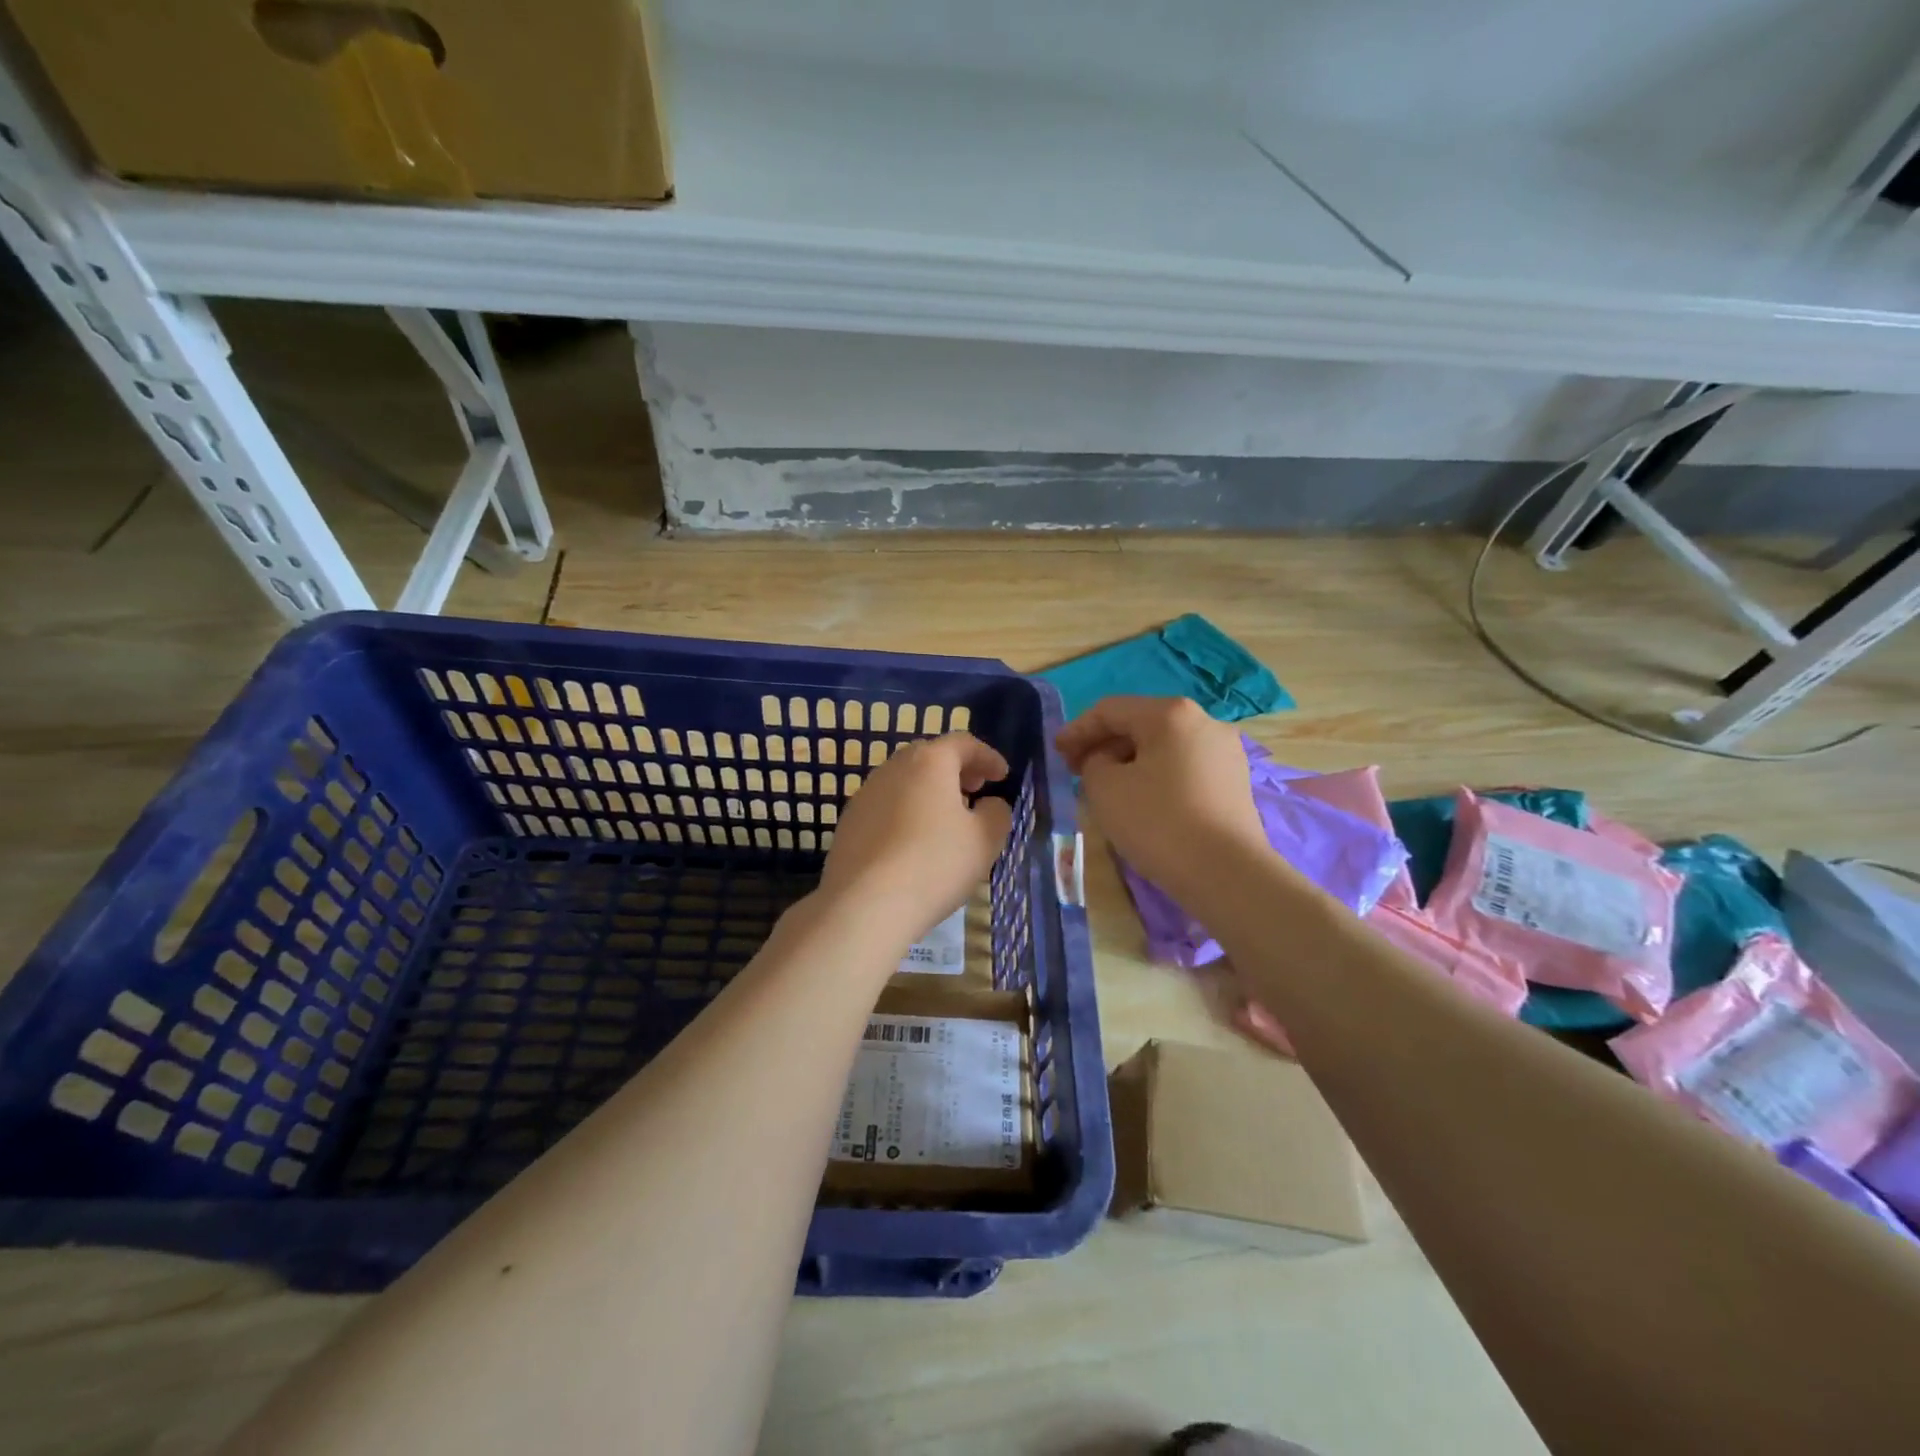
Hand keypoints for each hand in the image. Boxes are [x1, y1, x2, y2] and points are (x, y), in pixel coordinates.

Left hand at [815, 732, 1014, 949]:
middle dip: (956, 771)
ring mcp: (864, 795)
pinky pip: (885, 807)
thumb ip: (997, 813)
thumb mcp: (984, 840)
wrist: (863, 905)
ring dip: (928, 792)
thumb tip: (989, 804)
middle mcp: (892, 768)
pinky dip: (905, 813)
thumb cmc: (934, 864)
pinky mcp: (848, 824)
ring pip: (904, 782)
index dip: (988, 757)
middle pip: (929, 757)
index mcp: (929, 762)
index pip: (963, 743)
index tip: (1002, 777)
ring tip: (946, 821)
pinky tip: (913, 844)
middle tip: (974, 792)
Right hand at [1056, 696, 1268, 906]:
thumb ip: (1094, 762)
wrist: (1227, 874)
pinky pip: (1184, 767)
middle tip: (1077, 770)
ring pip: (1163, 747)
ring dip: (1130, 762)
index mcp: (1171, 713)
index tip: (1056, 753)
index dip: (1077, 730)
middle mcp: (1204, 722)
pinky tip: (1142, 800)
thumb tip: (1108, 762)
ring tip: (1106, 788)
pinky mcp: (1234, 781)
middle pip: (1140, 724)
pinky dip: (1156, 776)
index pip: (1111, 710)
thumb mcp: (1104, 788)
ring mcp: (1225, 752)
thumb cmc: (1158, 822)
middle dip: (1104, 745)